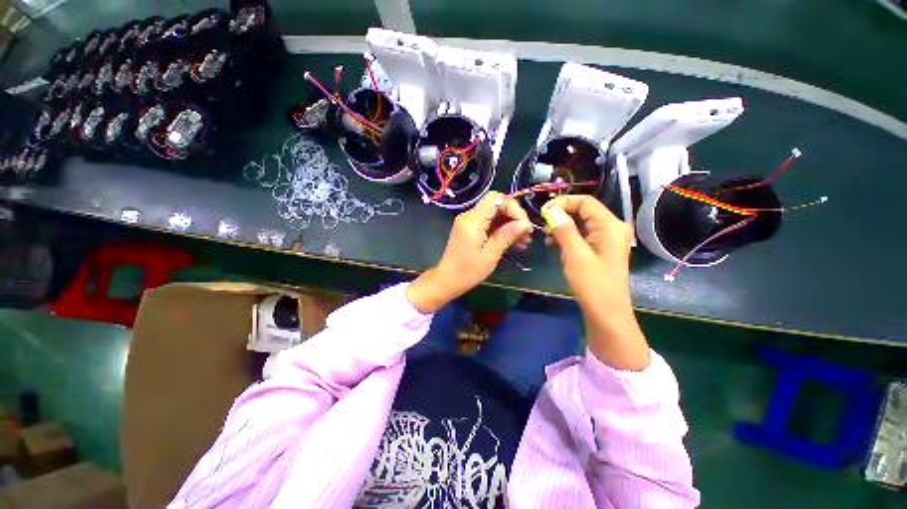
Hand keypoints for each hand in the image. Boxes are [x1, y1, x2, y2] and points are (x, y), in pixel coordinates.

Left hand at [407, 192, 532, 313]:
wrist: (447, 280)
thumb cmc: (468, 271)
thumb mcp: (490, 255)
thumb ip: (506, 236)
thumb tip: (525, 224)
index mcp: (472, 220)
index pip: (496, 198)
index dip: (513, 208)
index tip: (524, 225)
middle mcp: (469, 216)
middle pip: (496, 204)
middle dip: (514, 216)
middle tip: (527, 233)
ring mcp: (469, 222)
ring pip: (494, 214)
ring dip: (510, 224)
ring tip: (524, 241)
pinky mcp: (470, 229)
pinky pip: (489, 223)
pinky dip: (502, 230)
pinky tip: (513, 242)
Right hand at [542, 195, 649, 369]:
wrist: (607, 313)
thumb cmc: (593, 284)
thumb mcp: (575, 255)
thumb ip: (565, 230)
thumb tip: (553, 211)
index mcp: (610, 225)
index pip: (585, 201)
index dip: (563, 202)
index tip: (543, 212)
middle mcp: (612, 228)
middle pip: (584, 211)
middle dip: (561, 216)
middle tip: (543, 227)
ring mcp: (607, 240)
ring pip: (581, 224)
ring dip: (563, 228)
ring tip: (547, 239)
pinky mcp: (601, 250)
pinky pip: (583, 236)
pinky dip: (568, 238)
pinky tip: (556, 246)